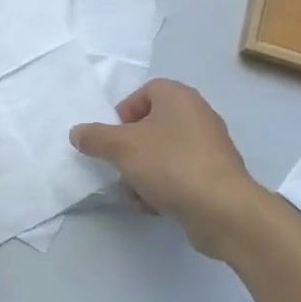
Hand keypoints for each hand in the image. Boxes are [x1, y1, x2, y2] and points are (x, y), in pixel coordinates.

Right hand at [70, 79, 264, 257]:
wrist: (222, 209)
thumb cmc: (170, 164)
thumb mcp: (121, 147)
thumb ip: (94, 137)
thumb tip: (77, 133)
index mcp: (178, 97)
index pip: (144, 92)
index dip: (124, 112)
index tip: (113, 137)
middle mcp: (197, 115)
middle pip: (151, 126)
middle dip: (130, 150)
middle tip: (121, 166)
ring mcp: (209, 147)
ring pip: (162, 154)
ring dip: (142, 173)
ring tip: (137, 192)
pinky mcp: (215, 176)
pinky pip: (179, 174)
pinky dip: (164, 187)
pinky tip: (155, 205)